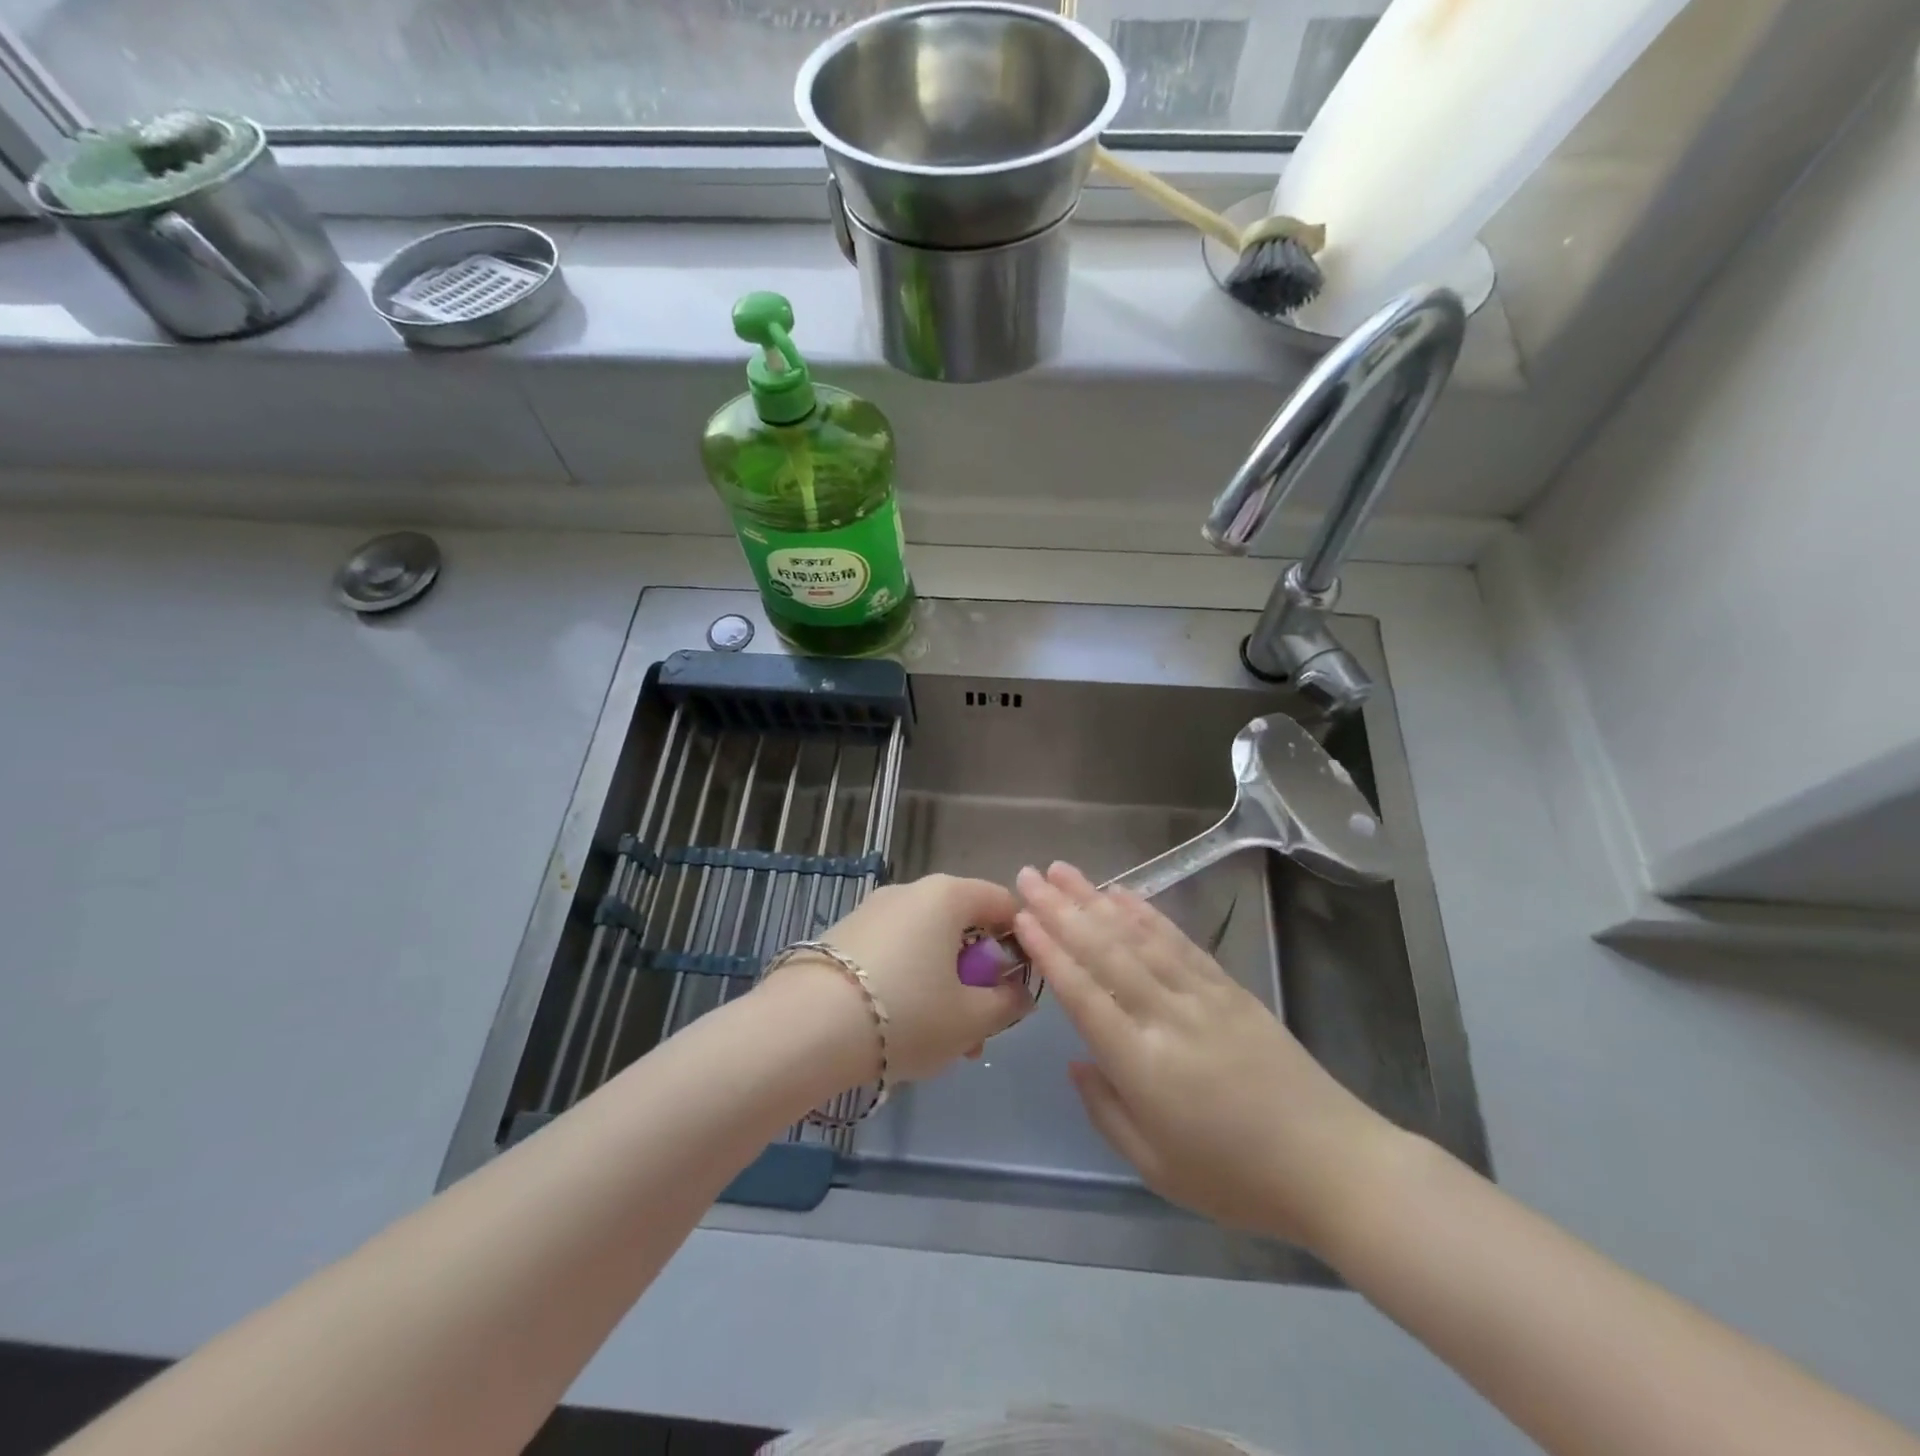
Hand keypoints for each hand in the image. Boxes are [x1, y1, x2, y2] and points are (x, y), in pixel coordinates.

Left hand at [773, 874, 1031, 1085]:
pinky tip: (900, 1029)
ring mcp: (872, 911)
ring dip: (944, 986)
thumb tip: (1017, 991)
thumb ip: (1007, 1003)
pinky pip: (894, 953)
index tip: (1018, 984)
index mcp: (947, 896)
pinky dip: (909, 983)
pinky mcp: (844, 936)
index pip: (1002, 903)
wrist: (804, 1030)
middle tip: (980, 1027)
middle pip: (962, 926)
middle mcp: (910, 891)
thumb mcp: (971, 1019)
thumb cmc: (905, 1015)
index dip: (1020, 941)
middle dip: (978, 976)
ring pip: (927, 944)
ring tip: (943, 1043)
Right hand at [1014, 862, 1401, 1248]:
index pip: (1084, 994)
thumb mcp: (1156, 1168)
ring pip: (1138, 936)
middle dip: (1062, 909)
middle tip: (1028, 875)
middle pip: (1105, 951)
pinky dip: (1147, 913)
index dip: (1050, 951)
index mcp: (1143, 1065)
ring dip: (1096, 899)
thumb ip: (1106, 1110)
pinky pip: (1179, 941)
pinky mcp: (1229, 987)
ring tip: (1063, 871)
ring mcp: (1202, 995)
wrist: (1333, 1164)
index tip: (1022, 916)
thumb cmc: (1235, 1178)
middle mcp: (1168, 1016)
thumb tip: (1076, 1060)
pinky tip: (1123, 893)